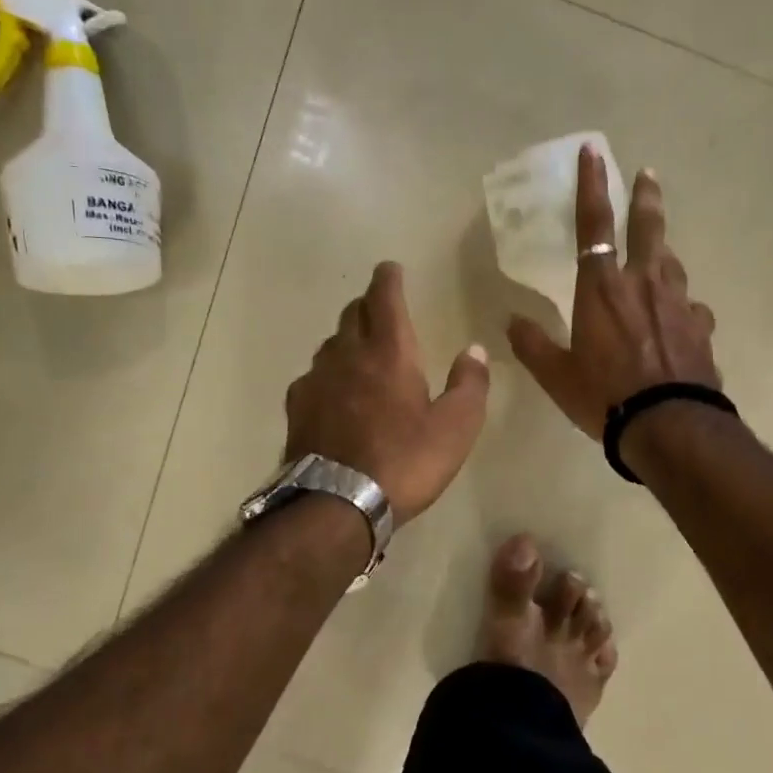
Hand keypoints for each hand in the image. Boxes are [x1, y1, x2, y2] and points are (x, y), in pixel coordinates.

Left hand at [285, 262, 490, 525]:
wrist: (338, 504)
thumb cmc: (406, 461)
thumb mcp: (456, 427)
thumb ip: (469, 384)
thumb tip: (474, 350)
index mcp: (389, 352)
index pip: (384, 298)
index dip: (388, 279)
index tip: (390, 268)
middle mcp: (348, 355)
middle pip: (352, 314)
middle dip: (368, 305)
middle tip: (381, 308)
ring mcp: (317, 380)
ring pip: (331, 344)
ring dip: (347, 338)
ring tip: (360, 351)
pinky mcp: (297, 408)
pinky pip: (313, 376)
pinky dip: (328, 373)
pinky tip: (334, 392)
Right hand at [508, 147, 718, 438]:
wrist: (670, 426)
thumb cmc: (605, 397)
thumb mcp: (557, 376)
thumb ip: (533, 345)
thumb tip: (510, 321)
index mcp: (602, 289)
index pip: (593, 225)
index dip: (592, 186)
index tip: (594, 151)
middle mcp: (643, 285)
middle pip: (648, 229)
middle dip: (646, 198)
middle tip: (649, 175)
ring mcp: (678, 304)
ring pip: (672, 264)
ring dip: (663, 252)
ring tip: (659, 252)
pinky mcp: (702, 328)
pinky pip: (692, 308)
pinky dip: (683, 307)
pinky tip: (683, 319)